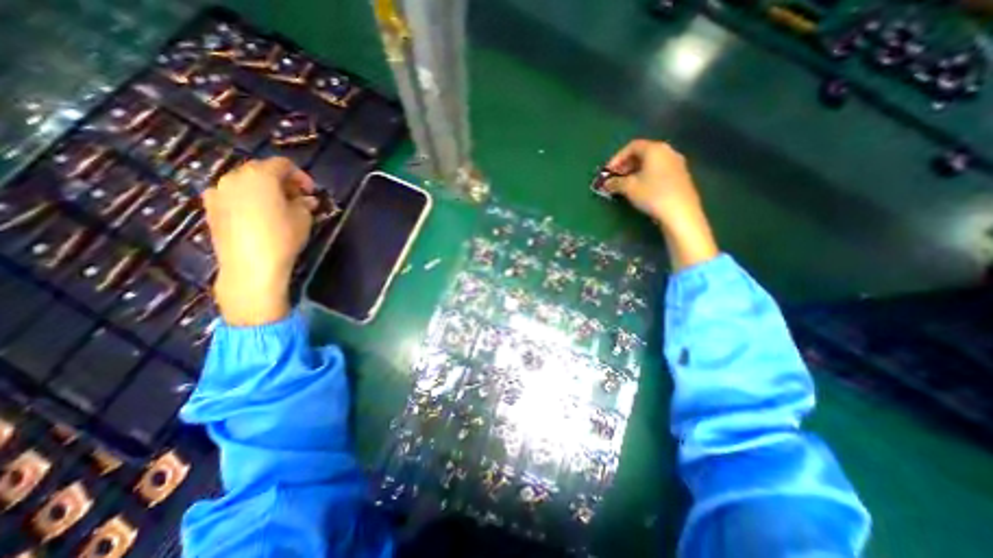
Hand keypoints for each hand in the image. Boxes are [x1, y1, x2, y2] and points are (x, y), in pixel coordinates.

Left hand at [205, 157, 318, 325]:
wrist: (250, 266)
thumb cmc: (282, 237)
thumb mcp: (303, 218)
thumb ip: (305, 203)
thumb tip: (306, 199)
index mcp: (260, 175)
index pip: (283, 164)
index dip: (301, 176)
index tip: (311, 192)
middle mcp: (234, 177)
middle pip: (261, 170)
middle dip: (283, 182)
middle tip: (298, 199)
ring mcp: (218, 191)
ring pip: (246, 182)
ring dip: (265, 190)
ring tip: (280, 208)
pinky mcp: (210, 208)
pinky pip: (233, 195)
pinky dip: (248, 199)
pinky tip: (259, 215)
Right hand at [600, 139, 717, 270]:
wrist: (680, 212)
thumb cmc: (652, 195)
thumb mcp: (629, 188)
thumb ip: (615, 183)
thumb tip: (606, 183)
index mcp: (655, 149)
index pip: (632, 146)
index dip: (616, 158)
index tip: (607, 172)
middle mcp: (668, 151)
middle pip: (642, 153)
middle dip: (625, 165)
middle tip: (615, 178)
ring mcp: (677, 163)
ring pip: (651, 163)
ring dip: (635, 171)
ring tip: (625, 185)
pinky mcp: (681, 176)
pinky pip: (659, 171)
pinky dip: (646, 176)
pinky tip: (641, 190)